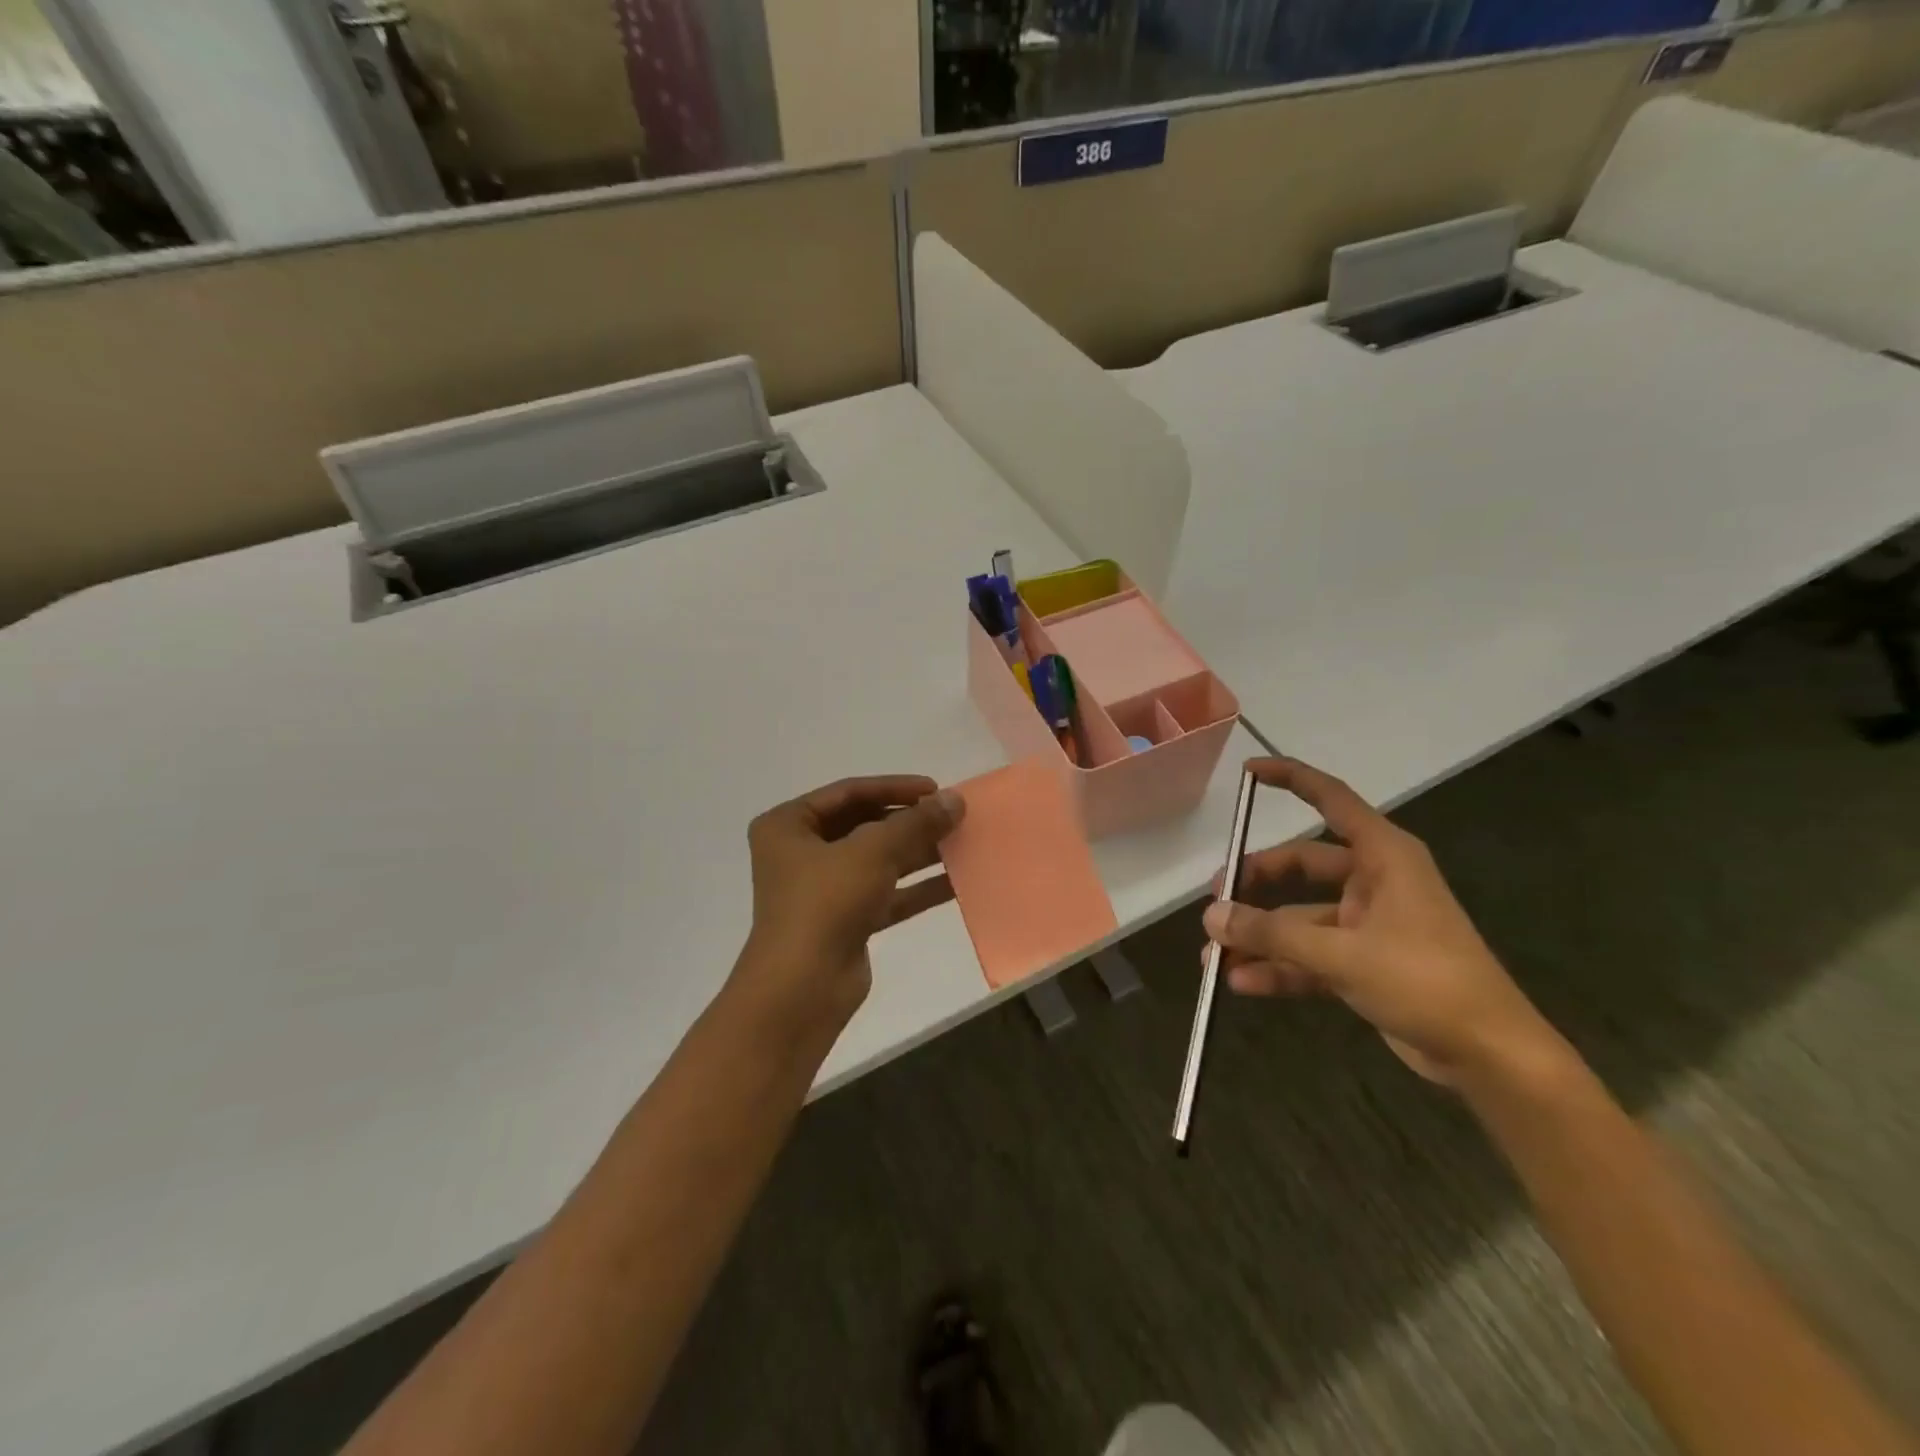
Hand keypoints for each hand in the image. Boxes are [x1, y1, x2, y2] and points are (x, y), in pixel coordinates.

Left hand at [735, 775, 964, 1033]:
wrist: (802, 988)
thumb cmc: (825, 902)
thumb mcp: (873, 852)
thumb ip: (916, 823)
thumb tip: (955, 799)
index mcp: (788, 825)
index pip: (848, 792)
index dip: (894, 787)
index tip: (935, 789)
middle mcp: (800, 853)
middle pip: (864, 825)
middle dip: (909, 822)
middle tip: (951, 816)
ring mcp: (822, 890)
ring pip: (877, 861)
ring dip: (917, 853)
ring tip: (961, 843)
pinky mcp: (844, 921)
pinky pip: (885, 894)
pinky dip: (916, 888)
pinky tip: (957, 882)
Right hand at [1203, 757, 1556, 1085]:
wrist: (1491, 1056)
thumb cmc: (1425, 981)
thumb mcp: (1343, 954)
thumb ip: (1273, 932)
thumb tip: (1211, 916)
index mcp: (1384, 857)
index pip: (1331, 799)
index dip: (1290, 779)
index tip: (1247, 772)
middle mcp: (1374, 882)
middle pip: (1301, 864)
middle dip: (1255, 881)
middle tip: (1216, 901)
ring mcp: (1368, 924)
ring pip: (1300, 916)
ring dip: (1260, 935)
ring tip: (1214, 955)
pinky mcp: (1365, 963)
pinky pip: (1310, 955)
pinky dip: (1279, 966)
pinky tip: (1242, 982)